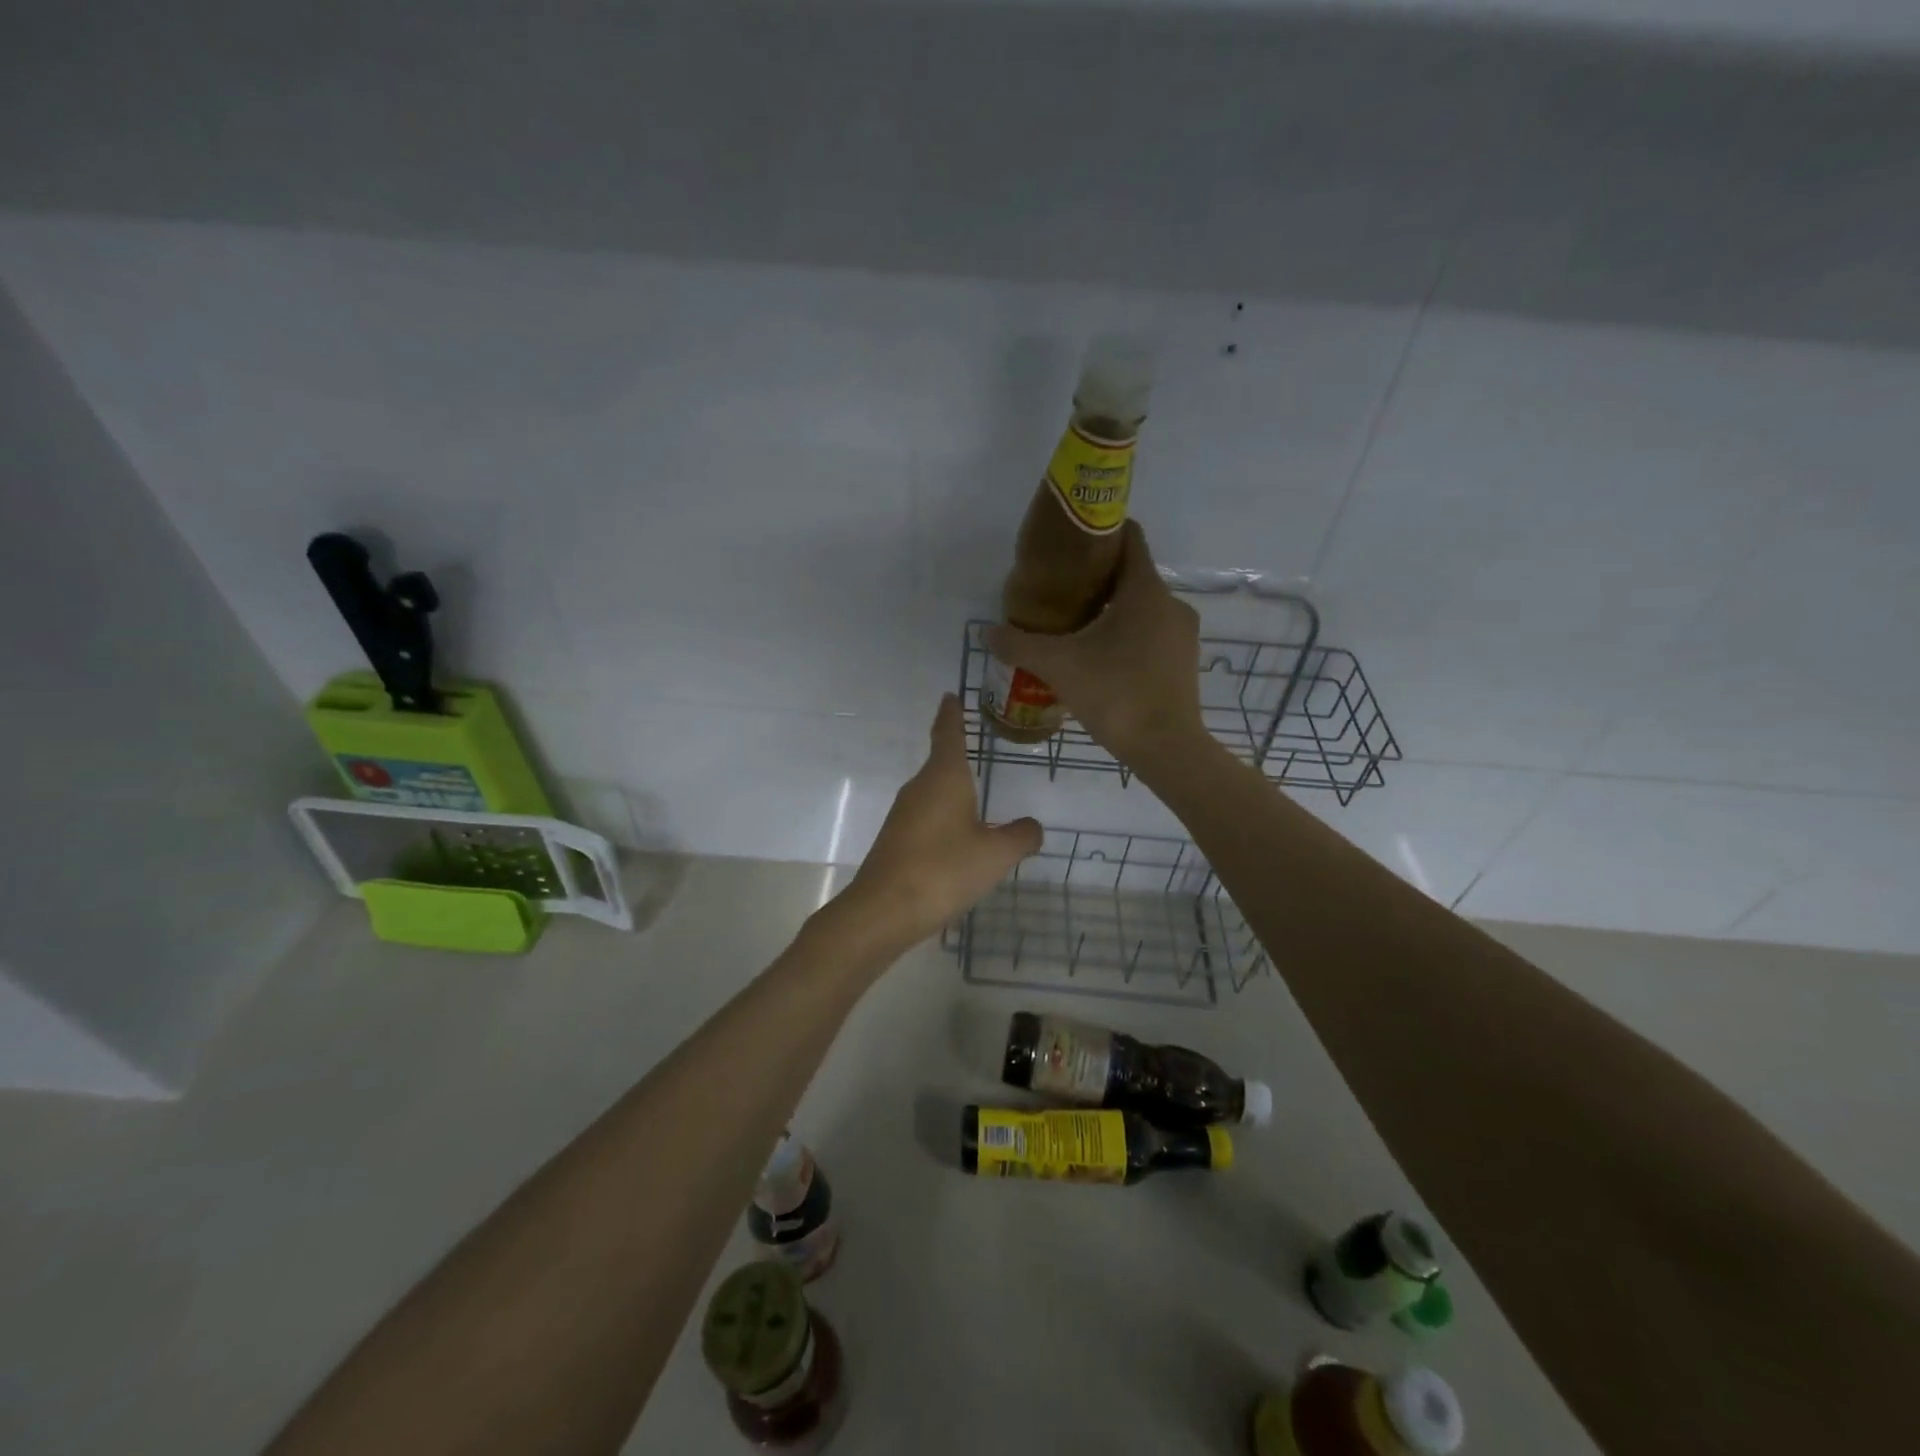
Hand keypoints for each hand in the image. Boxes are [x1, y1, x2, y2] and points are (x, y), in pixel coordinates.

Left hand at [830, 695, 1041, 954]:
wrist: (884, 910)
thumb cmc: (944, 870)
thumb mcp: (996, 854)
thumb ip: (1021, 836)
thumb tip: (1032, 827)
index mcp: (944, 777)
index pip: (948, 733)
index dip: (952, 714)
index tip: (950, 696)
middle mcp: (920, 788)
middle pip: (940, 763)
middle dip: (957, 755)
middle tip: (978, 748)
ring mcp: (903, 815)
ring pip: (933, 793)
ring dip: (953, 793)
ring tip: (976, 799)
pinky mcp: (896, 841)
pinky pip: (926, 819)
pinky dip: (944, 820)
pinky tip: (958, 843)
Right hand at [984, 520, 1205, 769]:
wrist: (1166, 748)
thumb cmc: (1115, 694)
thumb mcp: (1058, 666)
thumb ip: (1020, 645)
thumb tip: (986, 632)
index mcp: (1145, 590)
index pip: (1129, 538)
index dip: (1099, 534)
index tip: (1069, 545)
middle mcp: (1171, 603)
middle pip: (1131, 575)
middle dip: (1097, 580)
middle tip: (1059, 594)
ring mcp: (1182, 635)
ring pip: (1142, 608)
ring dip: (1112, 612)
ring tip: (1075, 629)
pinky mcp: (1184, 662)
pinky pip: (1152, 635)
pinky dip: (1128, 636)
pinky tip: (1101, 659)